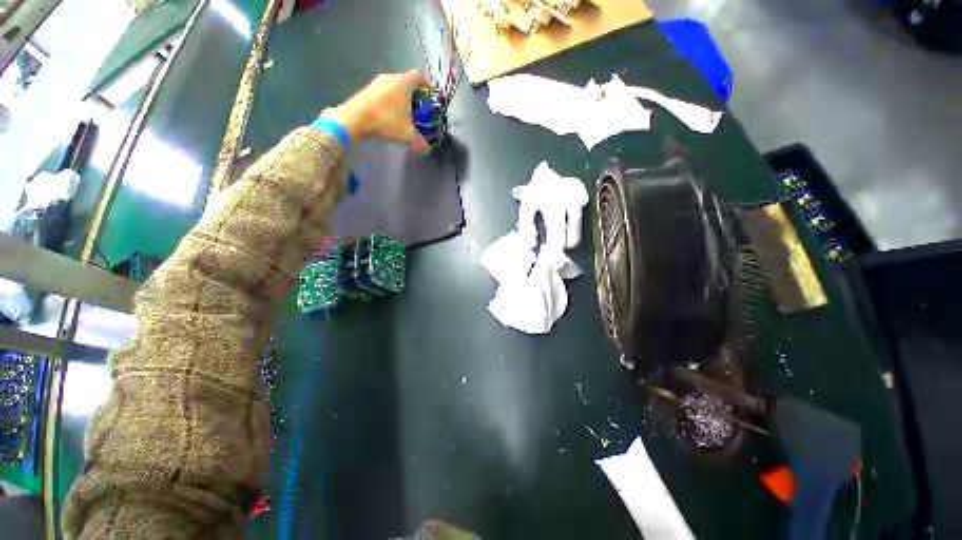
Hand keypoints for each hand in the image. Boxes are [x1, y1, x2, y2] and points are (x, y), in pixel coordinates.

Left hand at [320, 70, 429, 153]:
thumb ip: (420, 142)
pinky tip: (390, 115)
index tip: (429, 96)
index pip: (420, 76)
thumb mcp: (407, 134)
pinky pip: (384, 92)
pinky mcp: (368, 89)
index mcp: (404, 82)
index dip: (427, 85)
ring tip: (404, 114)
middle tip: (419, 109)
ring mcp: (377, 82)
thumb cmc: (386, 120)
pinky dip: (390, 101)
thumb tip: (427, 149)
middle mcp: (391, 77)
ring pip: (395, 86)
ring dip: (401, 98)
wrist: (355, 118)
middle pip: (407, 81)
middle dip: (415, 95)